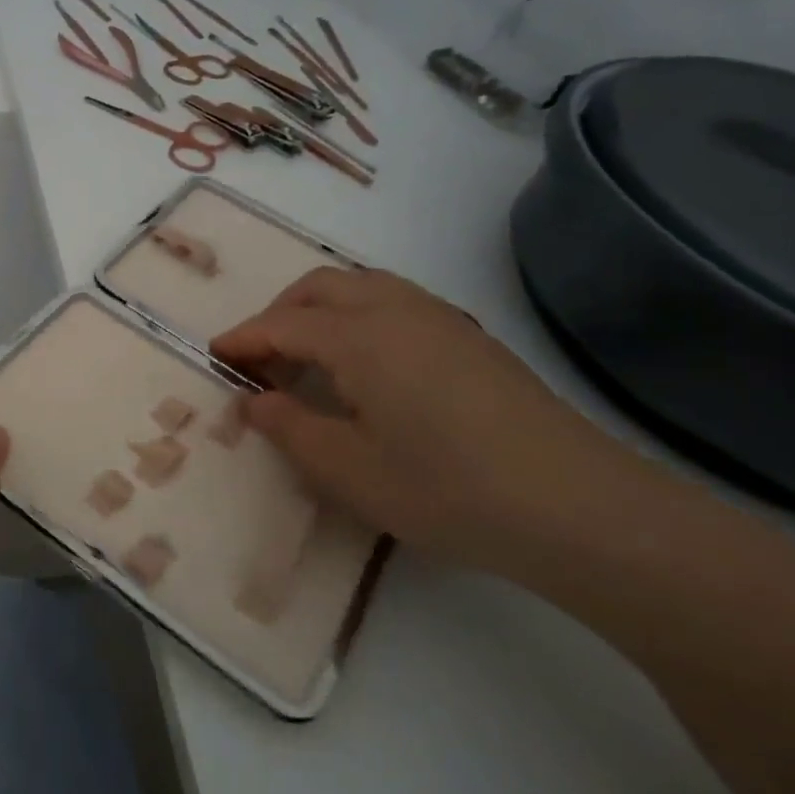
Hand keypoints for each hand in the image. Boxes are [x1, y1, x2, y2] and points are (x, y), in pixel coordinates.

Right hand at [211, 267, 649, 578]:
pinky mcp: (472, 337)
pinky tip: (369, 366)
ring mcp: (440, 319)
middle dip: (279, 313)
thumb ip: (291, 429)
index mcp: (359, 336)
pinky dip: (360, 316)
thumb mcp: (350, 471)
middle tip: (262, 359)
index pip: (282, 324)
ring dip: (321, 309)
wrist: (578, 507)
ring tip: (310, 358)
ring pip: (362, 286)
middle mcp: (396, 309)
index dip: (244, 340)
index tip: (215, 356)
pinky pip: (396, 302)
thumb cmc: (448, 489)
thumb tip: (255, 401)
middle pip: (320, 287)